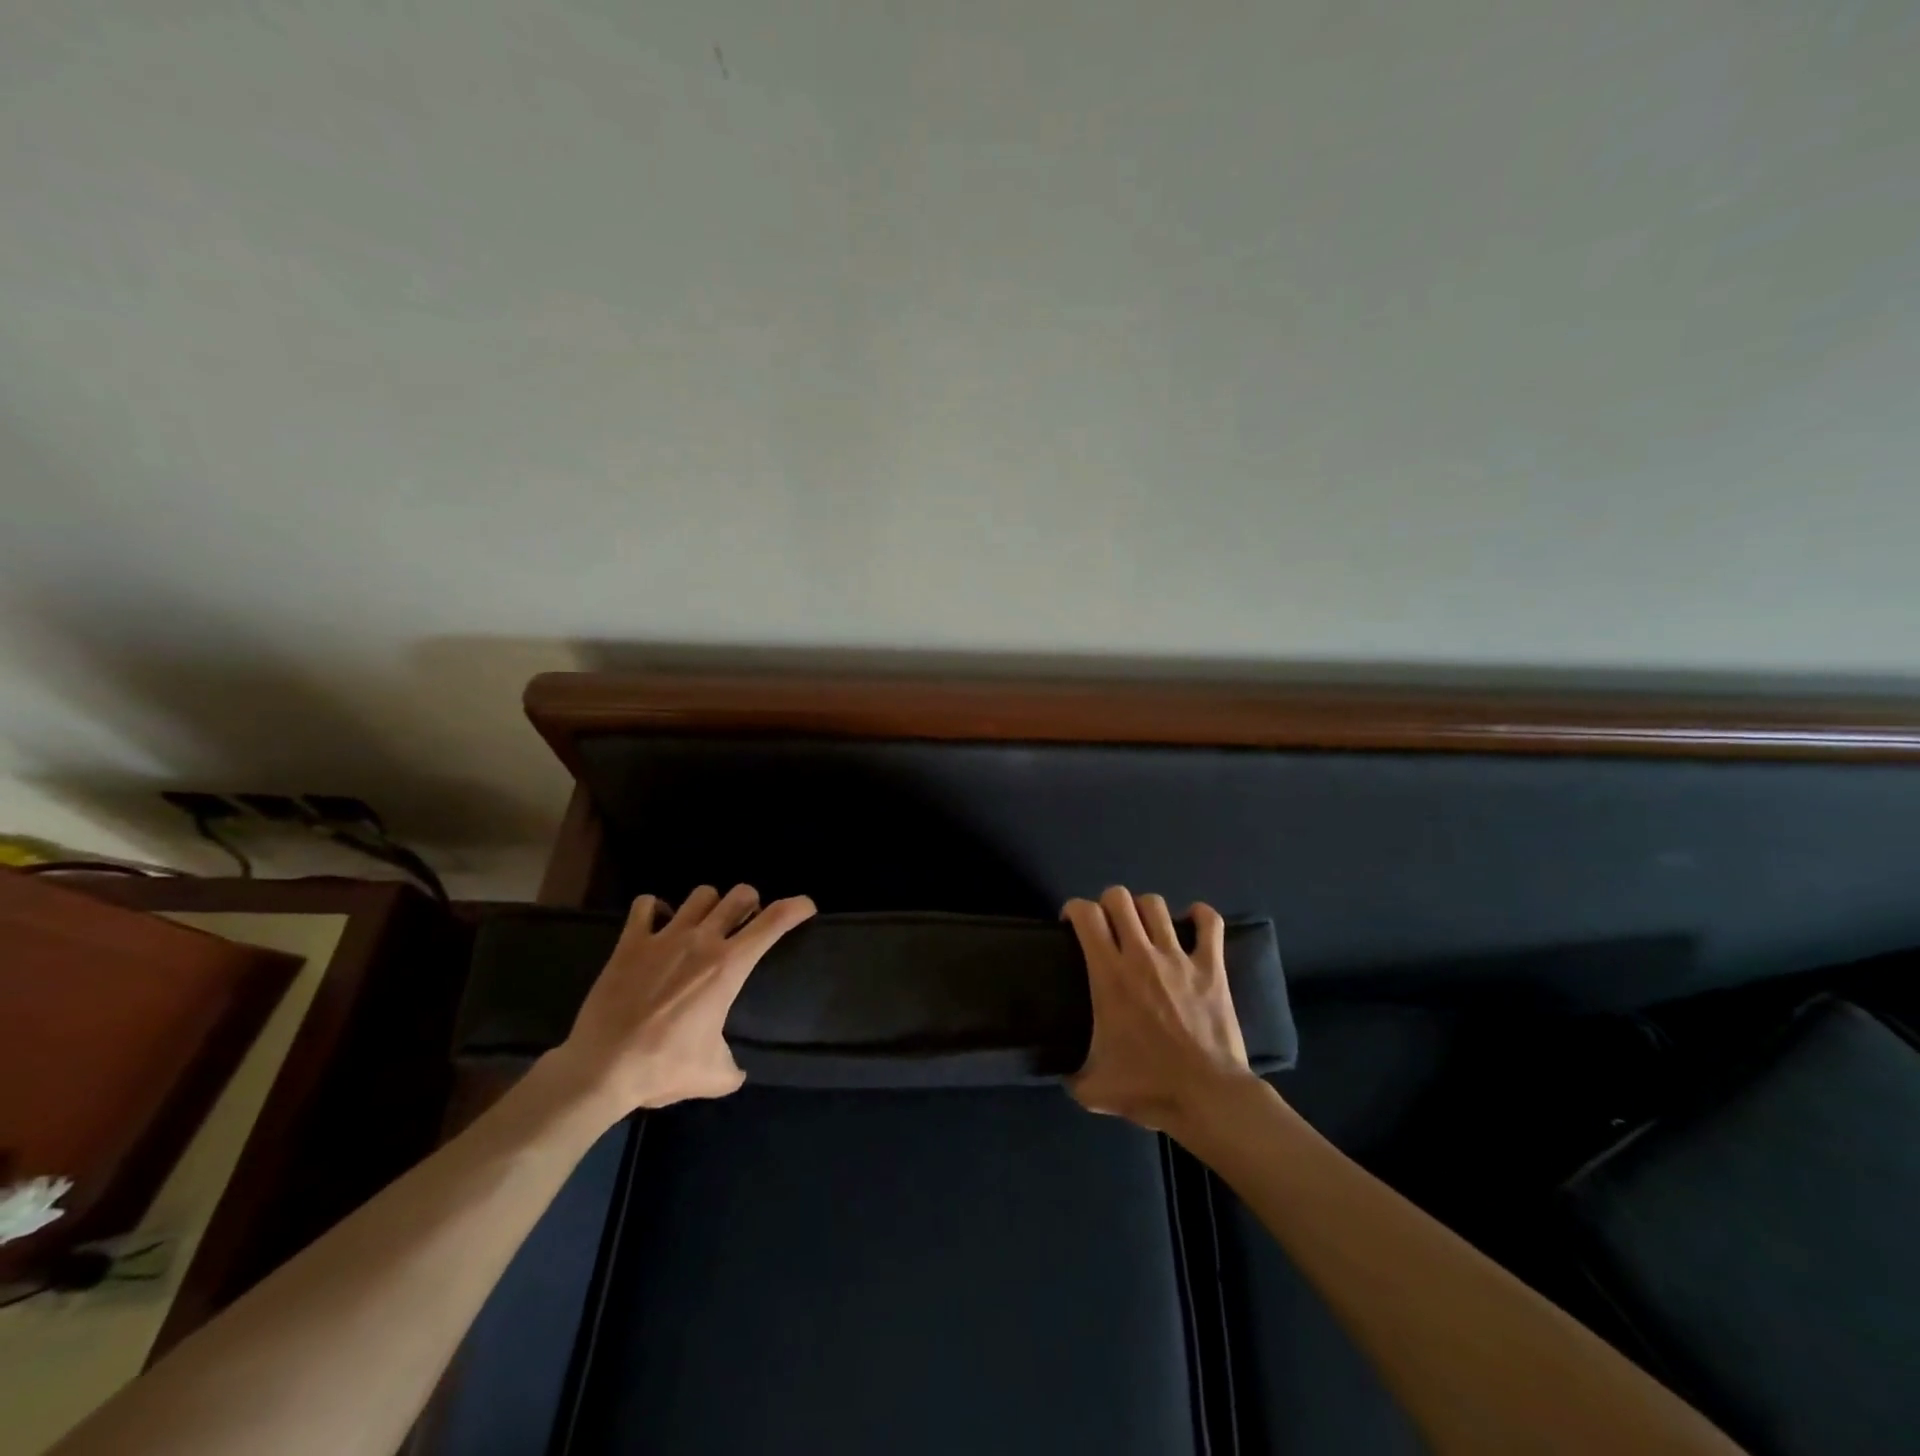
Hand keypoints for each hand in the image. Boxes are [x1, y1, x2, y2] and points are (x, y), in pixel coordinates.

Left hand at [546, 884, 815, 1113]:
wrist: (601, 1068)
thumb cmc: (663, 1068)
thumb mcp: (713, 1076)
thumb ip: (733, 1067)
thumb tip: (737, 1071)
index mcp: (729, 966)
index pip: (774, 921)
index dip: (797, 907)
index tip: (807, 906)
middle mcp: (702, 940)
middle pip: (739, 895)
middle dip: (750, 902)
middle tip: (747, 920)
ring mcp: (664, 937)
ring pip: (700, 895)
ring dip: (709, 905)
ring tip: (703, 923)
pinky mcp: (630, 943)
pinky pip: (645, 906)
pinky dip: (654, 910)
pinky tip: (656, 925)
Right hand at [1062, 886, 1256, 1134]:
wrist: (1207, 1098)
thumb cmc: (1148, 1089)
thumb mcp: (1092, 1088)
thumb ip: (1070, 1074)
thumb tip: (1061, 1072)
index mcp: (1109, 975)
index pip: (1086, 914)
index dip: (1074, 909)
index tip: (1072, 925)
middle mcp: (1141, 955)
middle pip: (1119, 898)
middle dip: (1108, 904)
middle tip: (1108, 927)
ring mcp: (1178, 958)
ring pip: (1156, 905)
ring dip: (1145, 910)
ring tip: (1144, 928)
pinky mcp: (1212, 967)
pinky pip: (1209, 923)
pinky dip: (1199, 916)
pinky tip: (1192, 922)